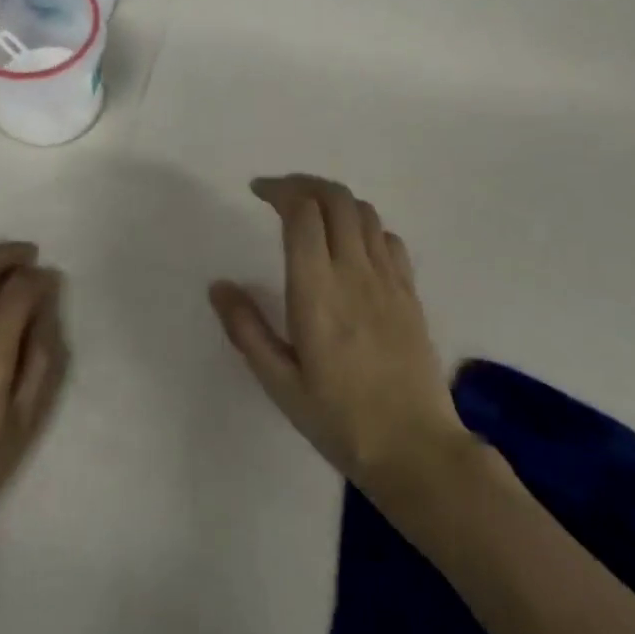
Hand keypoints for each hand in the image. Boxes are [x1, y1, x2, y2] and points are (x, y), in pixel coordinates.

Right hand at [210, 175, 468, 496]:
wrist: (416, 449)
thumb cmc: (339, 419)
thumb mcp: (279, 382)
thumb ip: (246, 329)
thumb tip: (218, 285)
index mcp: (317, 290)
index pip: (303, 212)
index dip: (279, 190)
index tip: (258, 192)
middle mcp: (355, 272)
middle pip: (335, 198)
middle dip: (305, 184)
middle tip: (280, 194)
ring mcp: (388, 279)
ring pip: (363, 211)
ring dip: (334, 199)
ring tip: (312, 212)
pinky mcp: (410, 292)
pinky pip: (388, 237)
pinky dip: (364, 224)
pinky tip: (351, 244)